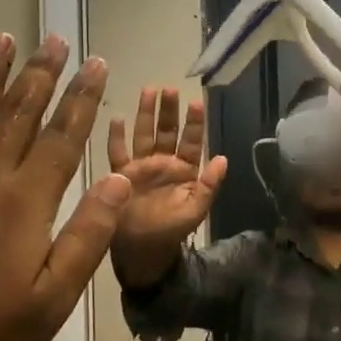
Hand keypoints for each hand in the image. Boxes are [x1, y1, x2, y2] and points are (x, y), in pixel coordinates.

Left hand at [0, 34, 130, 340]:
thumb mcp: (52, 299)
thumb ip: (87, 235)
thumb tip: (117, 180)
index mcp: (25, 202)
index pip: (61, 136)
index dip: (82, 98)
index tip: (95, 64)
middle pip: (18, 113)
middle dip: (41, 73)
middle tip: (54, 39)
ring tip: (3, 40)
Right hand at [106, 88, 227, 260]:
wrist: (142, 252)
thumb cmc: (171, 232)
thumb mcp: (195, 210)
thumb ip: (209, 185)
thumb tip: (224, 158)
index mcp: (184, 170)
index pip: (191, 141)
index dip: (194, 123)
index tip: (196, 102)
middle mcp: (163, 163)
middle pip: (166, 131)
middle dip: (169, 110)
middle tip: (170, 88)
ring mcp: (141, 167)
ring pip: (144, 134)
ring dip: (146, 114)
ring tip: (148, 90)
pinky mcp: (121, 174)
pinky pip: (118, 152)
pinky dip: (116, 136)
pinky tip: (116, 118)